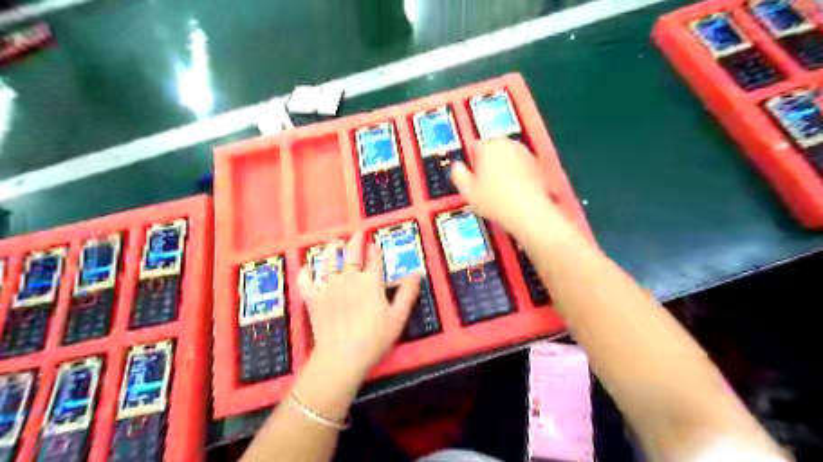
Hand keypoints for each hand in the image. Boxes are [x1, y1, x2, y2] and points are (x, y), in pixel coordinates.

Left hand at [296, 233, 420, 381]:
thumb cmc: (374, 338)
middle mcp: (348, 278)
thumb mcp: (398, 317)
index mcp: (370, 282)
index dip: (374, 250)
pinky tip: (306, 268)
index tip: (373, 242)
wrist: (341, 357)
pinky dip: (305, 273)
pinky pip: (306, 282)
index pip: (373, 260)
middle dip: (355, 242)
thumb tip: (417, 272)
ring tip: (333, 242)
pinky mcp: (313, 298)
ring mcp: (328, 287)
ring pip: (328, 262)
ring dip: (331, 250)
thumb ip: (407, 293)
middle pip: (351, 255)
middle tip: (356, 233)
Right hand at [449, 136, 558, 230]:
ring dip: (503, 167)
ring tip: (500, 188)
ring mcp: (525, 152)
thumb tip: (457, 166)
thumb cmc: (494, 201)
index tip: (472, 177)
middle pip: (492, 149)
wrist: (529, 211)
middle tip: (485, 183)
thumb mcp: (468, 191)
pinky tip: (515, 190)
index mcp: (488, 146)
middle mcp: (507, 144)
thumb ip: (458, 174)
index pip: (474, 147)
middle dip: (488, 162)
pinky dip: (517, 173)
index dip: (471, 161)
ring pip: (508, 156)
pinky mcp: (537, 164)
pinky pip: (521, 165)